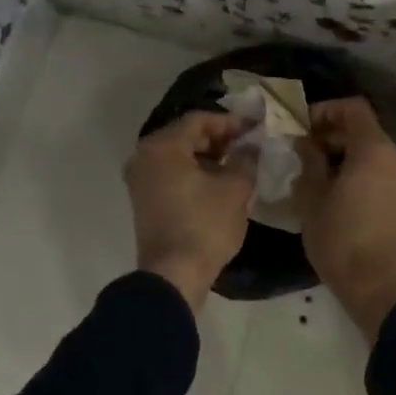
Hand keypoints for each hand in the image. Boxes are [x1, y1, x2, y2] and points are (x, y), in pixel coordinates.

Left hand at [125, 111, 256, 313]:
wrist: (174, 275)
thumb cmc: (205, 226)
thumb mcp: (235, 189)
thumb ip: (246, 159)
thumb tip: (251, 146)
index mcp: (162, 147)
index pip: (199, 120)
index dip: (230, 122)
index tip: (255, 130)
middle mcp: (144, 157)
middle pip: (185, 135)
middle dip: (219, 139)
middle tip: (247, 146)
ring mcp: (140, 180)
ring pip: (178, 156)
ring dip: (208, 156)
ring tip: (237, 165)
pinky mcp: (144, 200)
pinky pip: (171, 174)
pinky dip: (194, 172)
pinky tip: (219, 184)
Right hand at [296, 98, 395, 339]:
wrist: (382, 286)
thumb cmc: (341, 239)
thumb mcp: (312, 198)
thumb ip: (309, 161)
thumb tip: (305, 142)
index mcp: (375, 149)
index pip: (353, 108)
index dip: (325, 111)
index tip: (301, 128)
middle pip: (364, 131)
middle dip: (332, 137)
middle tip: (303, 154)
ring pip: (374, 154)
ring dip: (346, 158)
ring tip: (318, 178)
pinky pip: (383, 174)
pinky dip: (362, 175)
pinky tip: (339, 196)